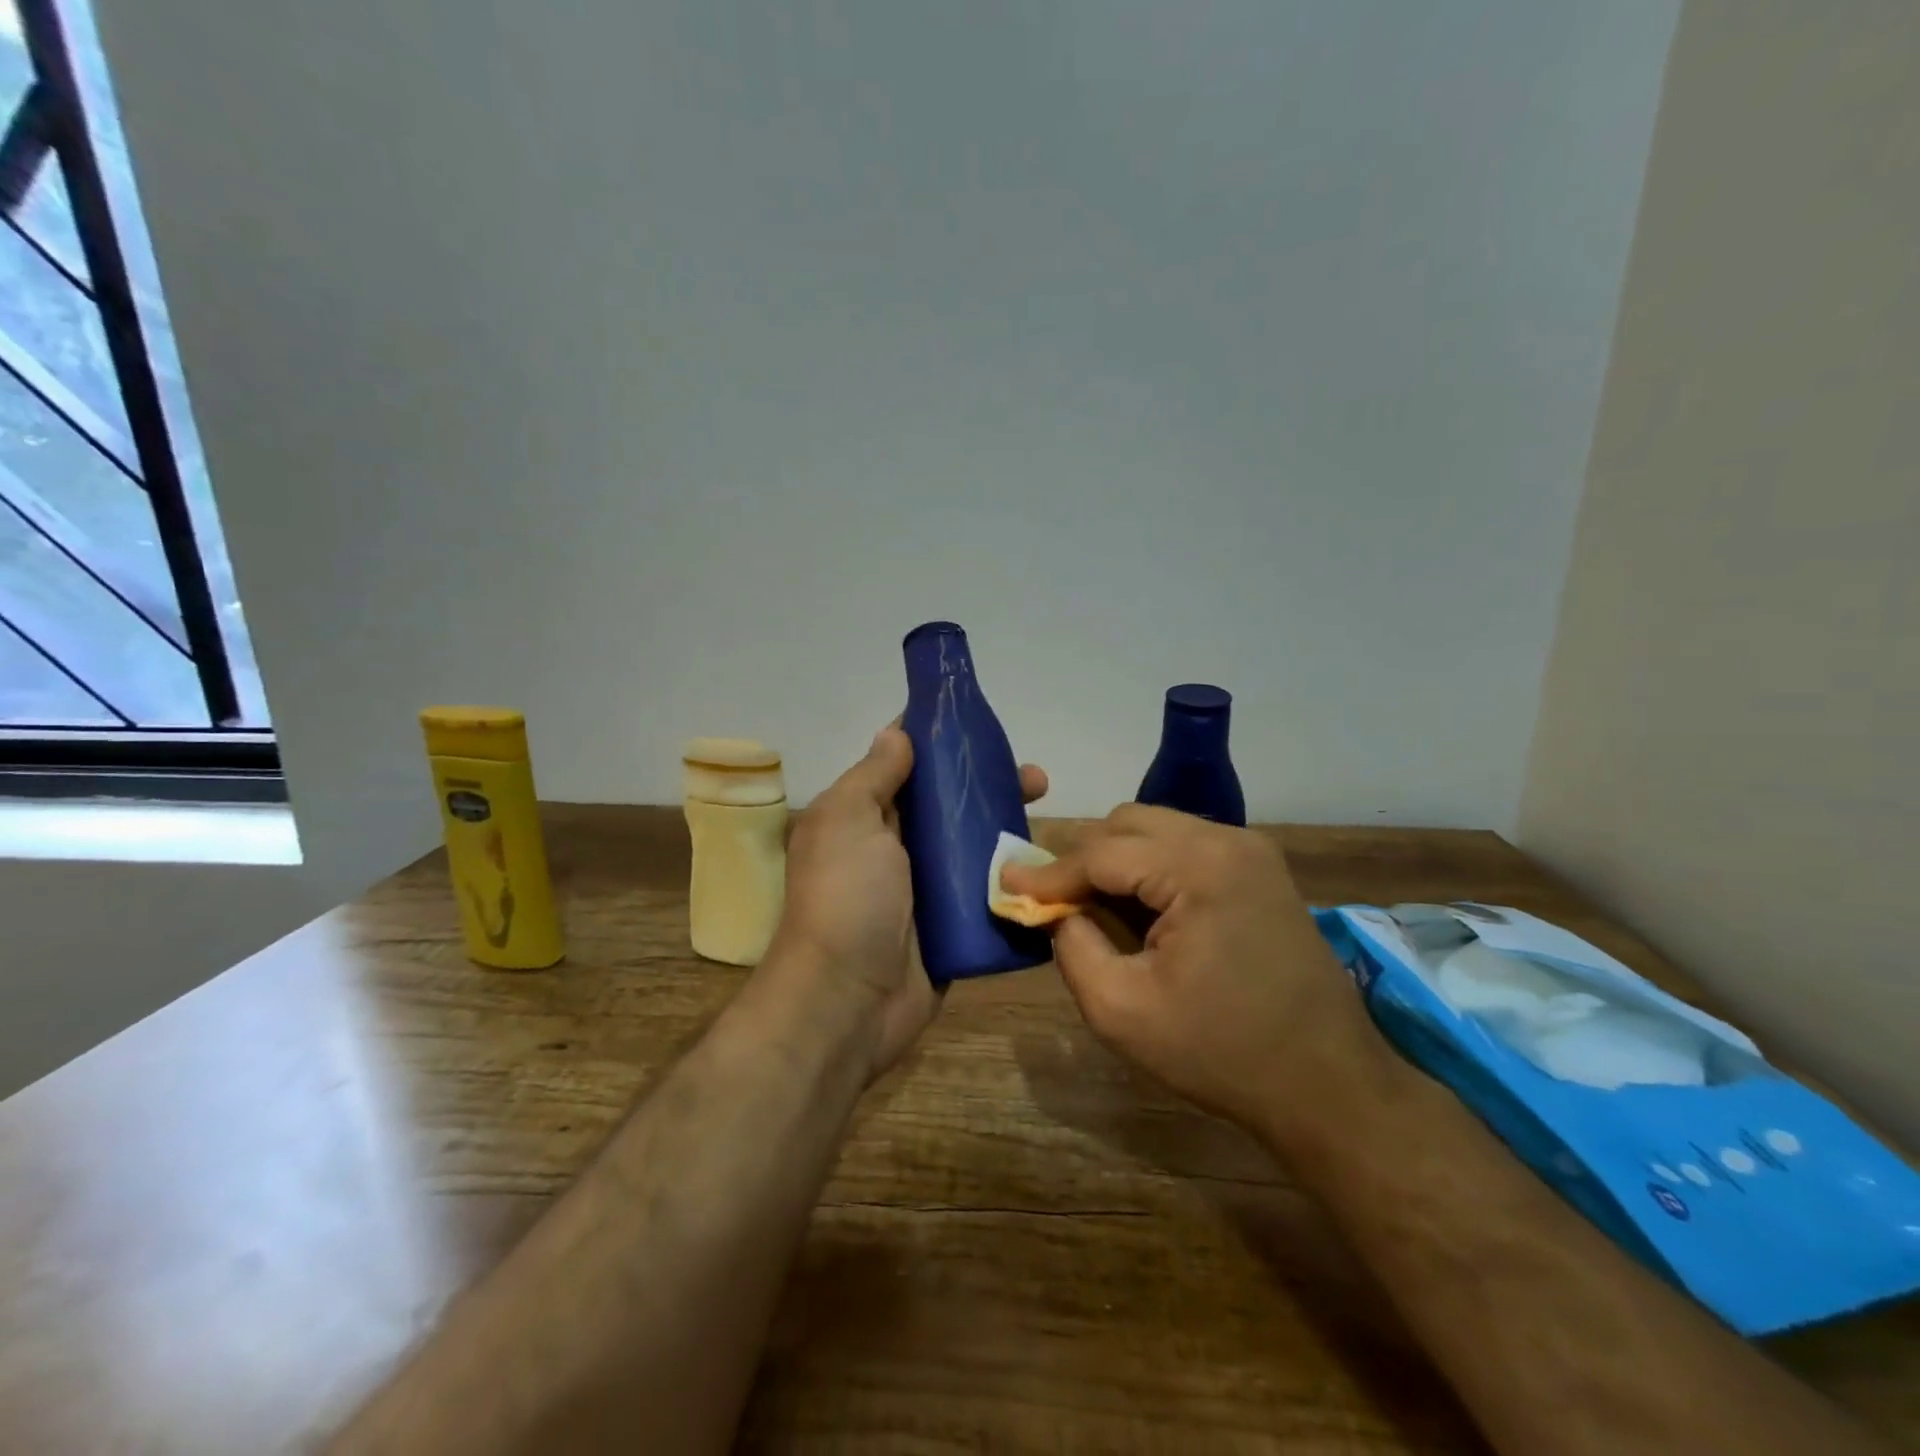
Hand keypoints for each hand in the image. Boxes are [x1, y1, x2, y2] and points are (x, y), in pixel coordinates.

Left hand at [774, 726, 1047, 1081]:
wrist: (849, 1002)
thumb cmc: (846, 898)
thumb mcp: (848, 820)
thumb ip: (874, 776)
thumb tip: (897, 732)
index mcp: (864, 817)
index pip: (904, 764)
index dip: (936, 739)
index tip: (977, 720)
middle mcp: (895, 847)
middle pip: (949, 803)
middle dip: (987, 783)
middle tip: (1034, 777)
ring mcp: (927, 889)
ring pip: (974, 845)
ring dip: (1007, 826)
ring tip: (1046, 812)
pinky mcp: (954, 925)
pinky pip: (988, 891)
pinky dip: (1014, 876)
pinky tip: (1047, 865)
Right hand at [1000, 804, 1389, 1144]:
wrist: (1327, 1084)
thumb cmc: (1221, 1053)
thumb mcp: (1122, 1012)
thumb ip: (1072, 948)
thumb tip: (1055, 911)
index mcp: (1200, 868)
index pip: (1102, 852)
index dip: (1049, 873)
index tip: (1006, 884)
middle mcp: (1228, 841)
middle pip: (1127, 824)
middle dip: (1082, 858)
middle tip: (1051, 901)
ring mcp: (1250, 850)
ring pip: (1155, 829)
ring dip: (1115, 859)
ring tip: (1091, 905)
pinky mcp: (1260, 869)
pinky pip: (1184, 846)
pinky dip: (1149, 866)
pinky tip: (1139, 907)